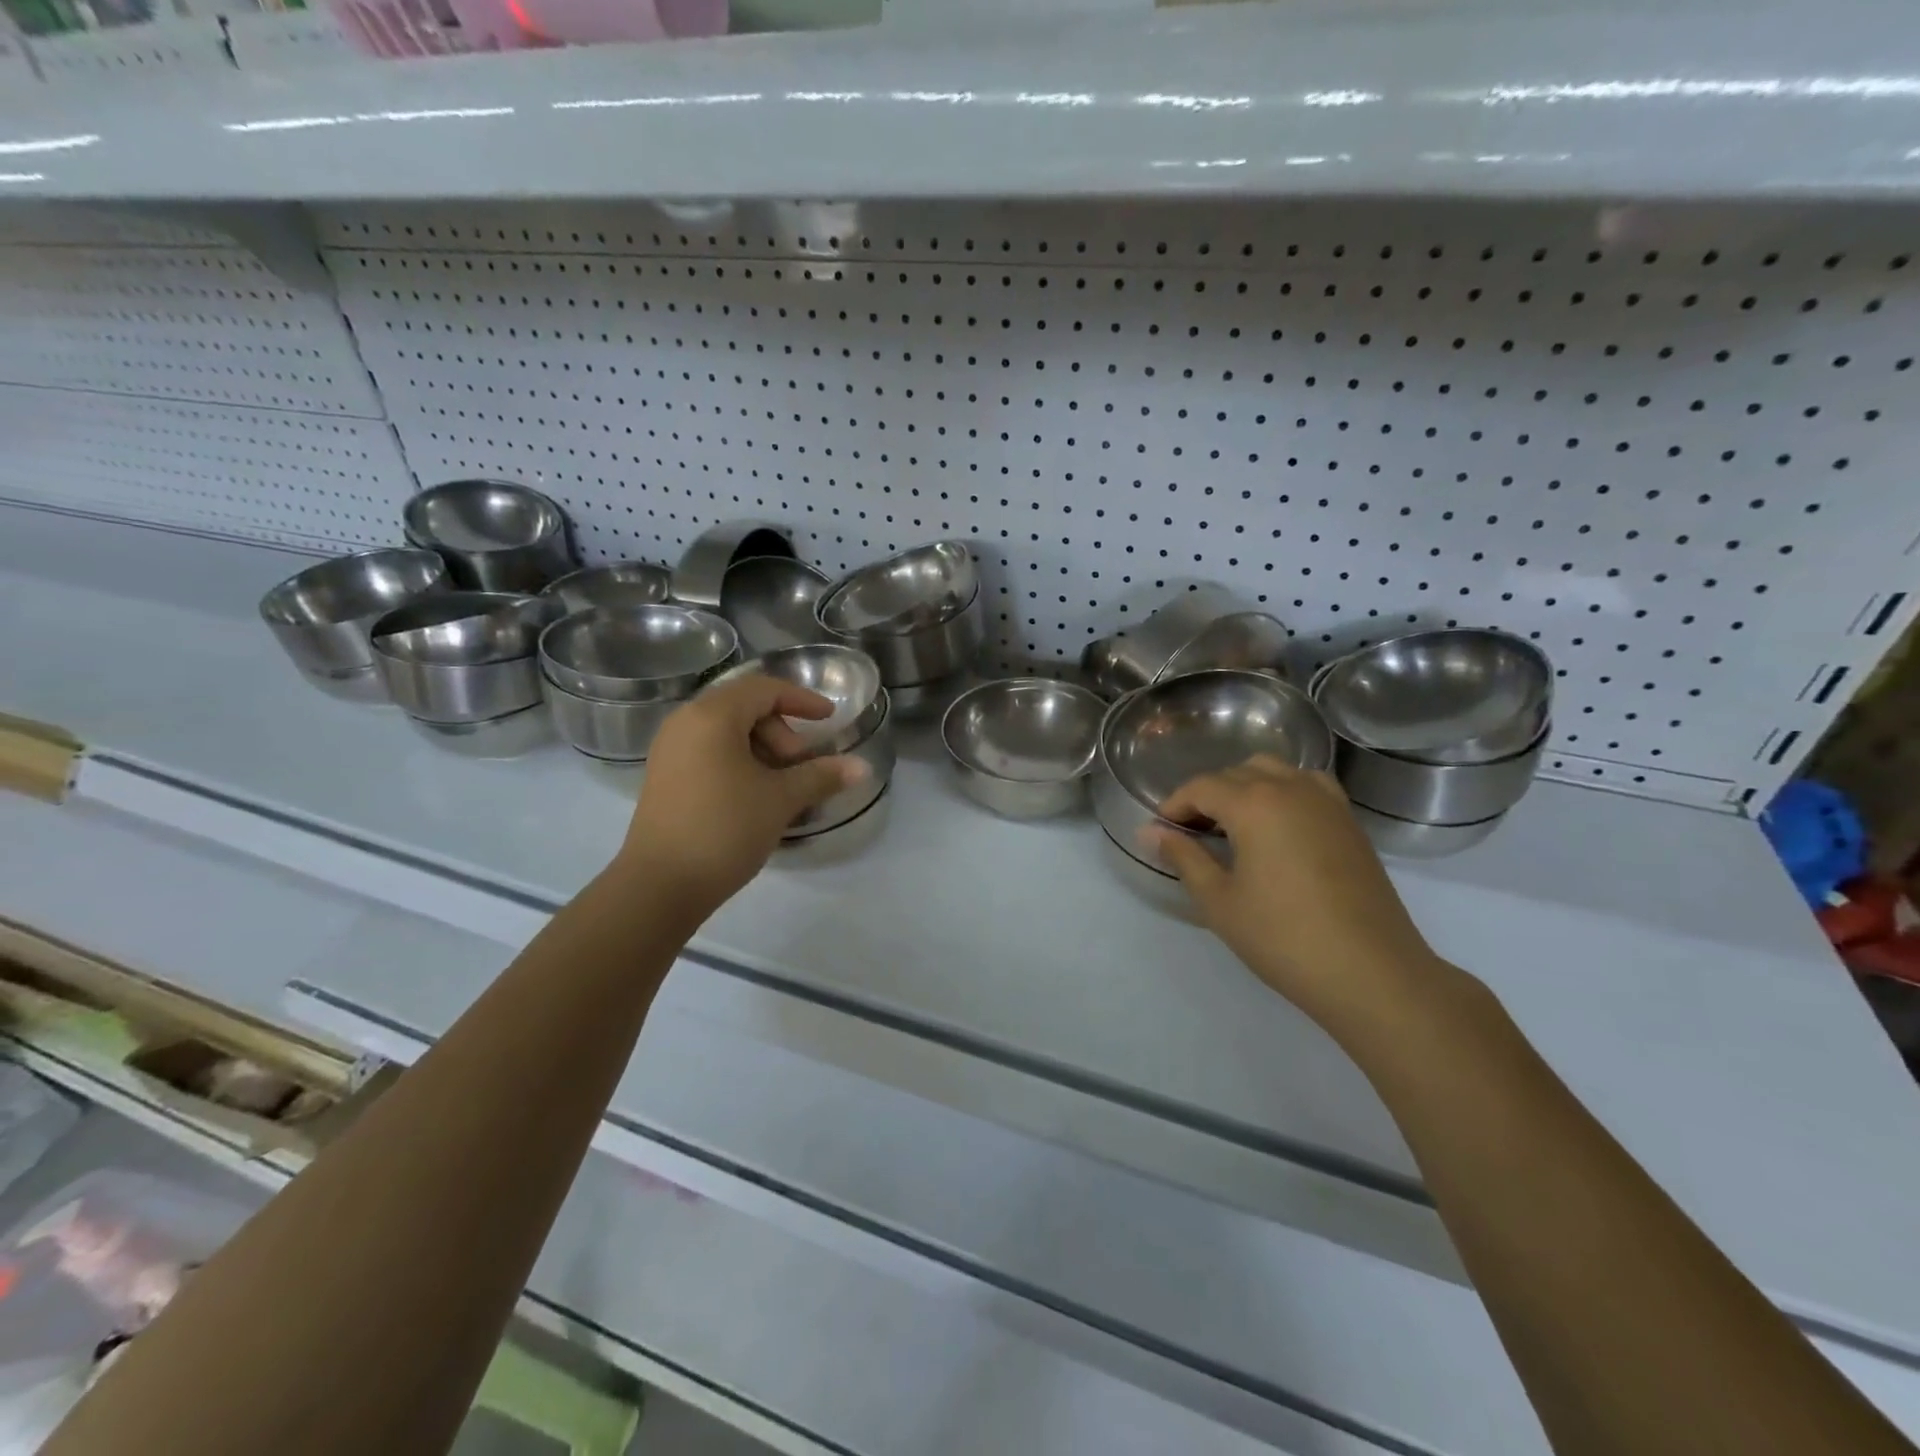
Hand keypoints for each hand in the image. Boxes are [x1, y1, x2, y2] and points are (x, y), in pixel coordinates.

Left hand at [615, 674, 866, 912]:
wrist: (659, 886)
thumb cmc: (724, 829)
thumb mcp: (781, 800)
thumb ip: (821, 776)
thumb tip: (863, 767)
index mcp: (712, 716)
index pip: (764, 689)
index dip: (802, 700)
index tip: (830, 719)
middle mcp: (685, 723)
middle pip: (745, 708)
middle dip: (782, 732)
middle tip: (801, 768)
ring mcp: (671, 751)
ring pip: (728, 732)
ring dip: (763, 751)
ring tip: (783, 788)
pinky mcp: (666, 777)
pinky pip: (711, 753)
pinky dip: (740, 763)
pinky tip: (756, 797)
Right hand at [1149, 756, 1446, 1037]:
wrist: (1371, 972)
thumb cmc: (1283, 937)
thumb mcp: (1219, 901)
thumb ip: (1183, 857)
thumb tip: (1149, 831)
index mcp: (1254, 804)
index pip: (1201, 787)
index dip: (1174, 806)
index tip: (1160, 833)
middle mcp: (1290, 788)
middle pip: (1236, 773)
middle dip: (1206, 796)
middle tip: (1191, 835)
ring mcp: (1326, 801)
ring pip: (1274, 771)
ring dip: (1245, 787)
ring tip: (1233, 826)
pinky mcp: (1349, 821)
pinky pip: (1307, 785)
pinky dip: (1283, 791)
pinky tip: (1278, 825)